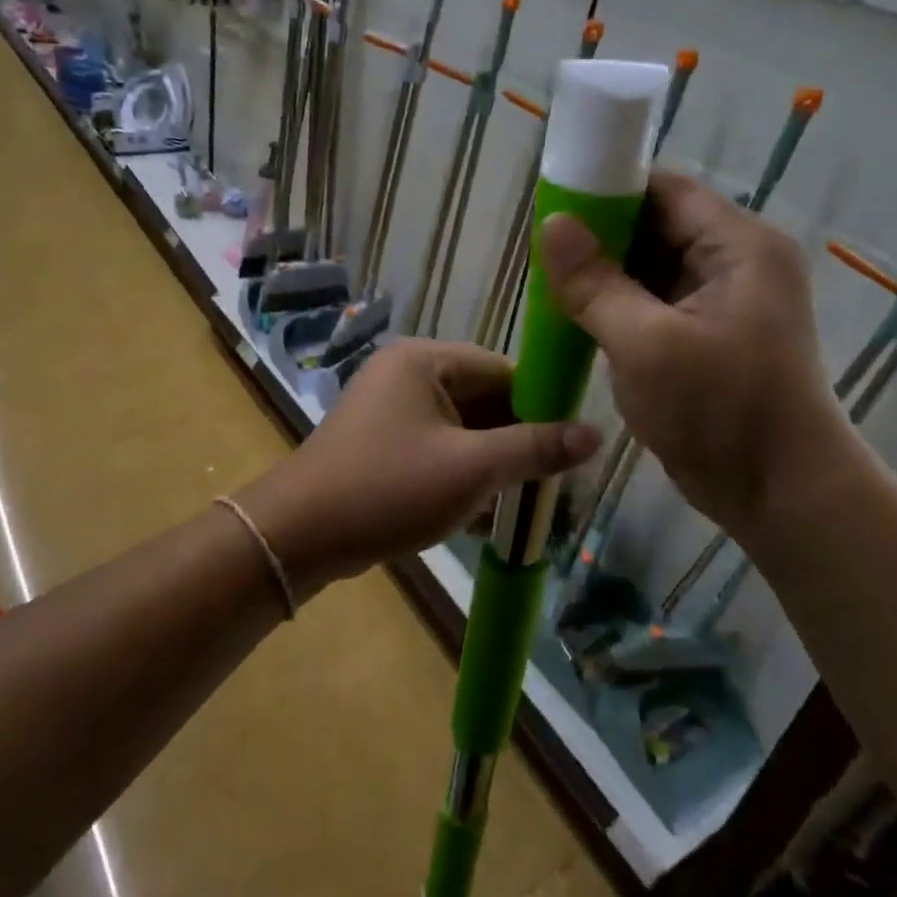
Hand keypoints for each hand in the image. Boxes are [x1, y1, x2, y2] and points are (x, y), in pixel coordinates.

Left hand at [237, 340, 600, 592]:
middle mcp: (406, 375)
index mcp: (425, 360)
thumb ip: (535, 448)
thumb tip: (596, 434)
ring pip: (461, 430)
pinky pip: (436, 450)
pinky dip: (462, 475)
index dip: (541, 405)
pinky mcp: (381, 444)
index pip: (503, 370)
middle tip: (554, 482)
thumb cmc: (389, 488)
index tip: (572, 445)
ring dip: (492, 464)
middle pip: (482, 400)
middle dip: (517, 442)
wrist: (300, 535)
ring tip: (528, 503)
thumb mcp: (472, 468)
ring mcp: (389, 410)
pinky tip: (487, 515)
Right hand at [539, 172, 848, 535]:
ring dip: (604, 276)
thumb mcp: (646, 345)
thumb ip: (595, 283)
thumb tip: (552, 223)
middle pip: (656, 226)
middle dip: (599, 239)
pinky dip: (617, 306)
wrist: (780, 494)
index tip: (552, 207)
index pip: (664, 190)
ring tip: (551, 285)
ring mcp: (722, 301)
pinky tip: (577, 317)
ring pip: (650, 267)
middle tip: (543, 255)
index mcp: (738, 246)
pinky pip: (654, 302)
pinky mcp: (707, 335)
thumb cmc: (719, 413)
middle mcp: (736, 262)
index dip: (607, 191)